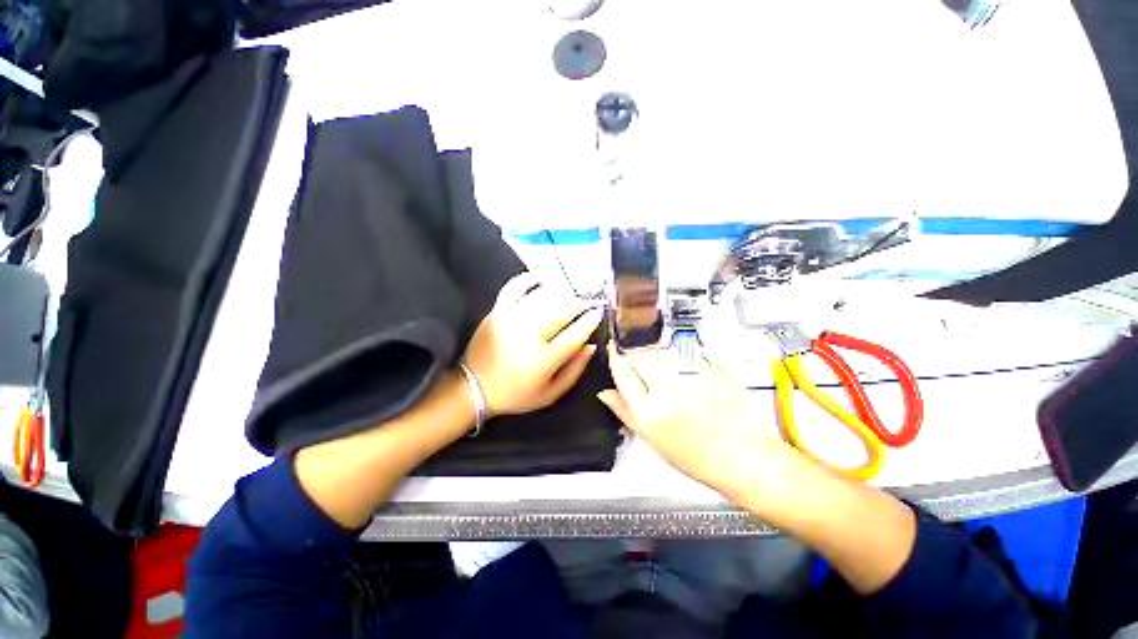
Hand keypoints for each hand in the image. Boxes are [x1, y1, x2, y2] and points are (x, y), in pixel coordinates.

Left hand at [463, 273, 602, 417]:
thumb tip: (591, 345)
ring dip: (561, 293)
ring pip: (543, 297)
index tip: (598, 313)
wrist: (474, 388)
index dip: (590, 321)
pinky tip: (539, 280)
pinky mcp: (496, 312)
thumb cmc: (516, 394)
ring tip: (570, 294)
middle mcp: (528, 337)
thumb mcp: (551, 394)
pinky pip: (514, 287)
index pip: (574, 334)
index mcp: (542, 361)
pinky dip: (528, 280)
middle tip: (587, 303)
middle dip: (579, 304)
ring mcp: (510, 320)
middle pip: (561, 311)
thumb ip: (575, 370)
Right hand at [597, 343, 796, 499]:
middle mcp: (667, 390)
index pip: (621, 371)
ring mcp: (689, 377)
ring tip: (669, 374)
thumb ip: (624, 411)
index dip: (614, 357)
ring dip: (656, 356)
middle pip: (640, 356)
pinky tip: (688, 376)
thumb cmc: (697, 456)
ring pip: (660, 353)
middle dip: (634, 354)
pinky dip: (680, 360)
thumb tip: (605, 393)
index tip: (613, 349)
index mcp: (648, 410)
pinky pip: (684, 355)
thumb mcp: (651, 438)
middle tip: (640, 363)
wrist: (743, 458)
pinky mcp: (709, 369)